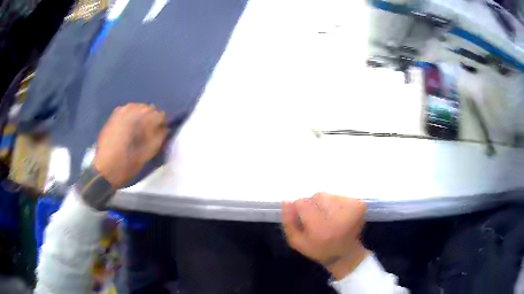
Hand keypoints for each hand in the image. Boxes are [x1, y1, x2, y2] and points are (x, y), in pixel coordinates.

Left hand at [94, 103, 166, 188]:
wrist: (104, 170)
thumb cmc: (127, 164)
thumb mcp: (147, 154)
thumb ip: (159, 137)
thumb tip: (165, 128)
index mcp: (140, 118)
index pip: (159, 114)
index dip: (162, 125)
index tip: (161, 135)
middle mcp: (130, 110)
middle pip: (148, 109)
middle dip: (151, 120)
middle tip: (151, 134)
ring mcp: (120, 112)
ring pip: (137, 109)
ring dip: (141, 118)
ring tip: (139, 132)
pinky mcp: (113, 117)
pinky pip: (127, 111)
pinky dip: (131, 118)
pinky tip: (129, 129)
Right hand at [282, 192, 368, 279]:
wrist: (345, 254)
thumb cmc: (319, 249)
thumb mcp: (297, 242)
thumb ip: (289, 222)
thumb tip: (286, 201)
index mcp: (319, 227)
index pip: (303, 203)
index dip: (301, 210)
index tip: (307, 221)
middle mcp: (336, 216)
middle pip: (317, 196)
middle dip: (315, 205)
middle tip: (319, 219)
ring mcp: (351, 209)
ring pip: (329, 195)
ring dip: (327, 203)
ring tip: (330, 217)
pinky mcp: (359, 205)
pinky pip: (341, 196)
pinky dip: (338, 203)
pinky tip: (340, 215)